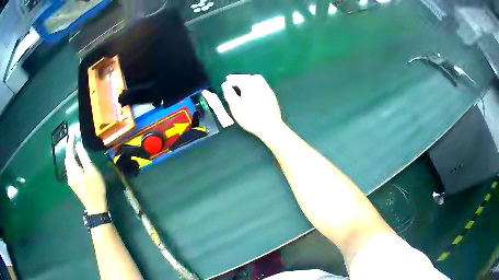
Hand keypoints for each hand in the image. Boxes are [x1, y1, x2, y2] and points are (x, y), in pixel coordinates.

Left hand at [65, 133, 107, 214]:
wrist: (95, 206)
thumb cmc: (94, 188)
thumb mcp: (91, 170)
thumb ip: (83, 157)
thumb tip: (78, 145)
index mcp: (72, 169)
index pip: (69, 152)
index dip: (70, 143)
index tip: (72, 134)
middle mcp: (69, 174)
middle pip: (67, 158)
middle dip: (69, 149)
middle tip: (73, 140)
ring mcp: (70, 180)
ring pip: (68, 164)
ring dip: (71, 155)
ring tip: (75, 148)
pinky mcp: (73, 184)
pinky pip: (70, 169)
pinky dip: (72, 162)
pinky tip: (76, 161)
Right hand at [222, 74, 283, 139]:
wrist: (270, 127)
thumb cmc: (250, 117)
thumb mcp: (235, 106)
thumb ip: (229, 94)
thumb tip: (226, 85)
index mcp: (249, 85)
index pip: (237, 79)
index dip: (229, 81)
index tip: (225, 85)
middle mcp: (259, 84)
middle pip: (247, 77)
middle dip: (239, 79)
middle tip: (231, 83)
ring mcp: (267, 89)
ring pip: (256, 79)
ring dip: (247, 80)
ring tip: (241, 86)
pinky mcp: (271, 95)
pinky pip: (261, 85)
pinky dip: (254, 85)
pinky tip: (252, 92)